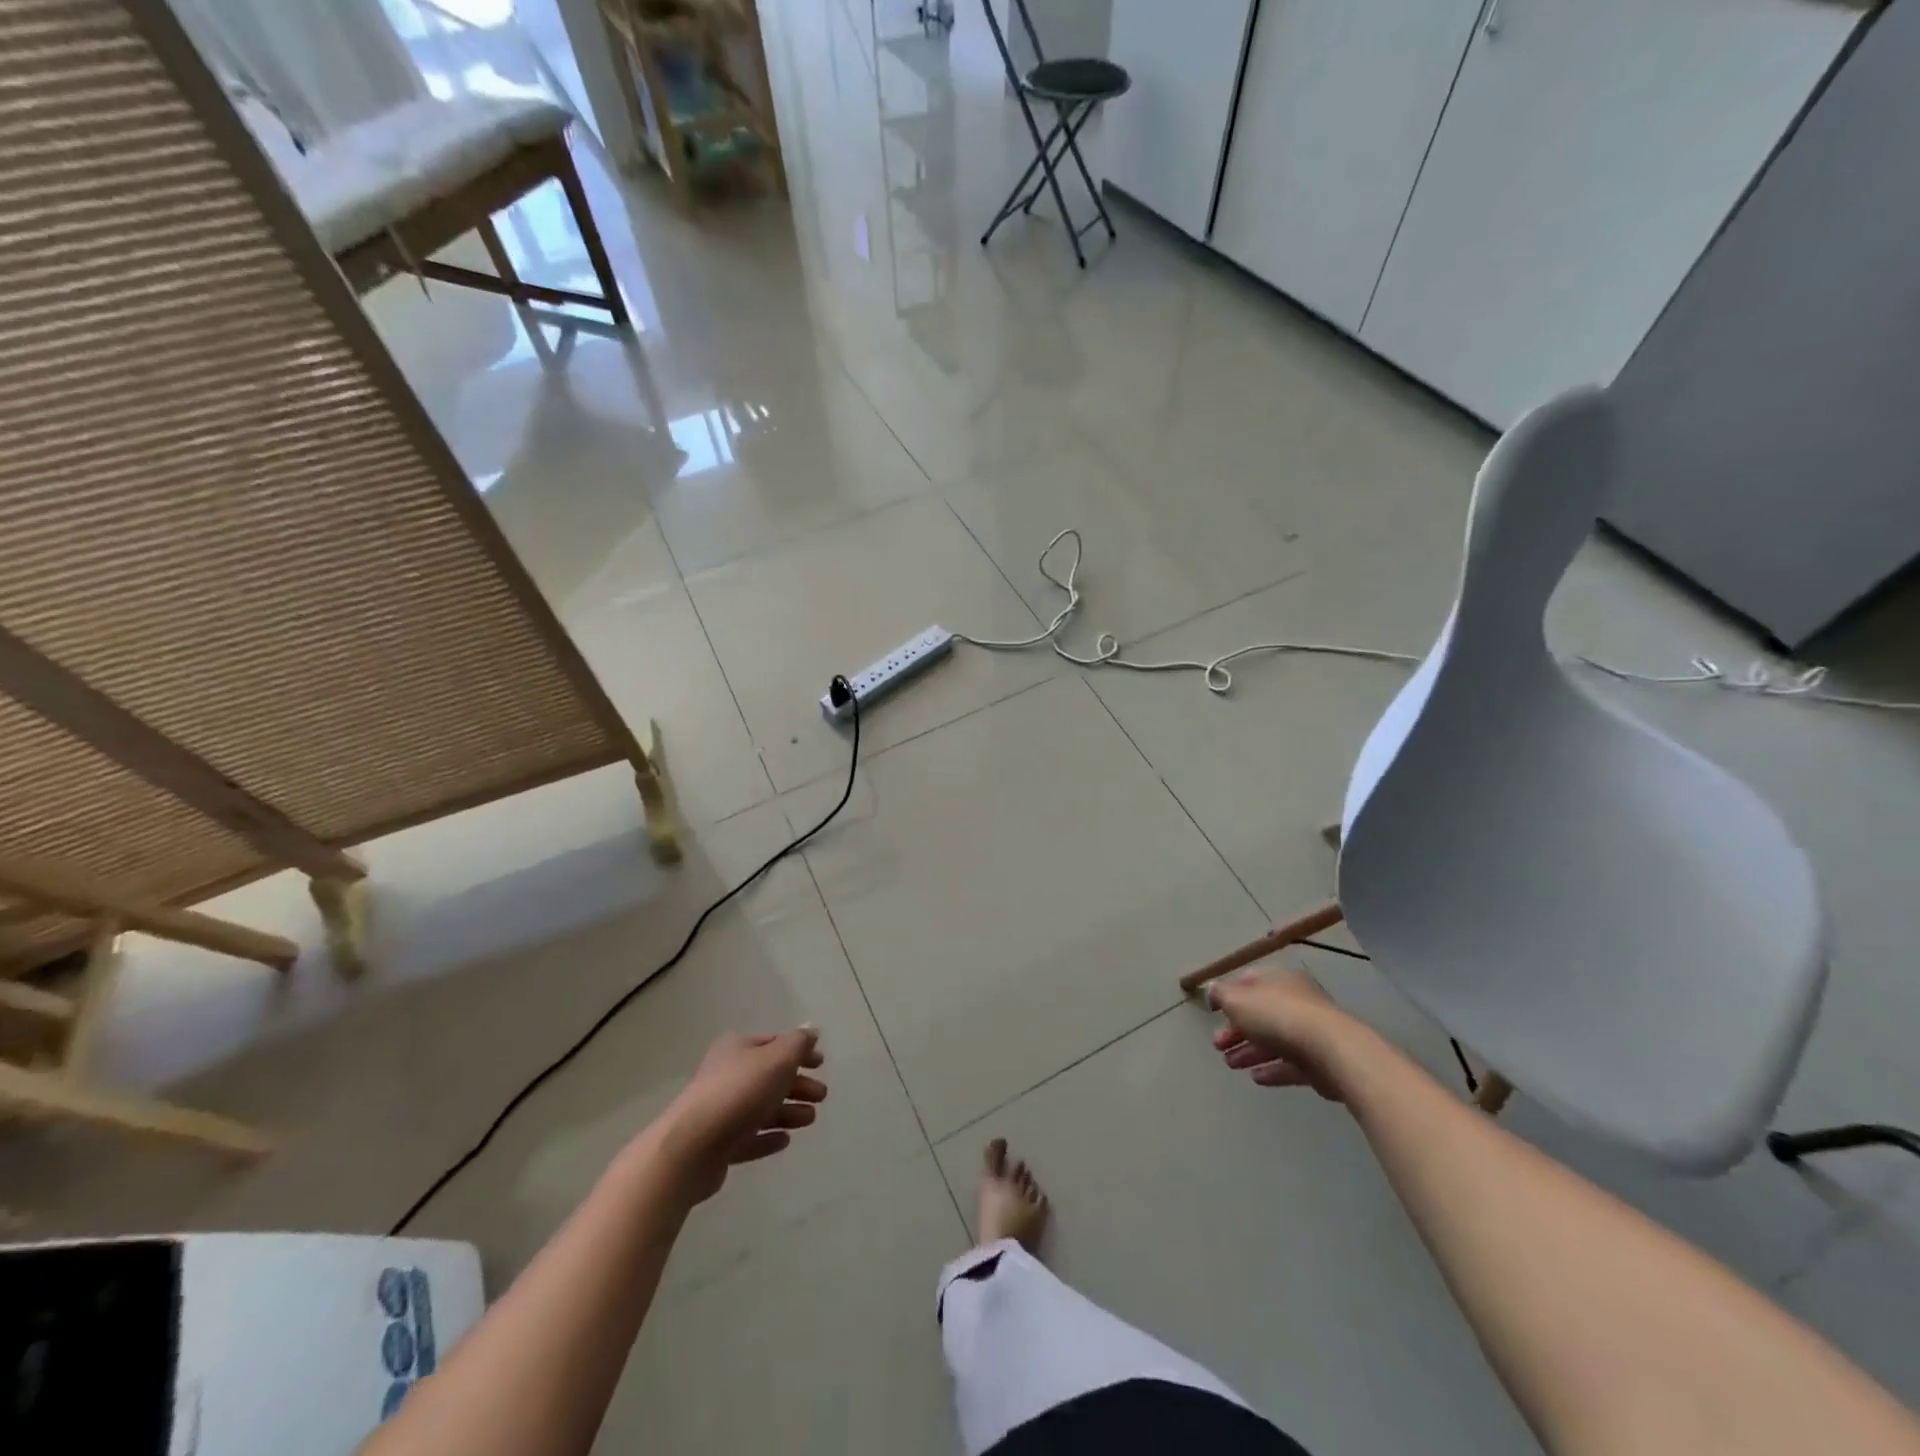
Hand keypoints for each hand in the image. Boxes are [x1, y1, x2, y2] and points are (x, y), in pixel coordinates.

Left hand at [657, 1027, 826, 1203]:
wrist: (692, 1146)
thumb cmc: (740, 1092)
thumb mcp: (777, 1059)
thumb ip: (798, 1044)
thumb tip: (811, 1029)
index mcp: (737, 1048)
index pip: (775, 1043)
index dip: (800, 1051)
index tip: (822, 1063)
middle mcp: (727, 1074)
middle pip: (770, 1077)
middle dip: (797, 1084)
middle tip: (821, 1096)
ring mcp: (720, 1110)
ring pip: (761, 1107)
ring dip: (787, 1111)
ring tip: (809, 1120)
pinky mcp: (717, 1144)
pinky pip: (748, 1137)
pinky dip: (767, 1137)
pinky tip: (784, 1141)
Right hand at [1209, 969, 1351, 1102]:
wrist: (1330, 1052)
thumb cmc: (1278, 1016)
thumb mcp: (1237, 999)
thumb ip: (1221, 994)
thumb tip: (1212, 991)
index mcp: (1279, 980)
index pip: (1250, 982)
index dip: (1229, 995)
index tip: (1214, 1012)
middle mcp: (1296, 1001)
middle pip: (1261, 1014)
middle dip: (1236, 1030)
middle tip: (1218, 1045)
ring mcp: (1310, 1032)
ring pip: (1274, 1040)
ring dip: (1250, 1051)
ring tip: (1230, 1064)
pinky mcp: (1320, 1062)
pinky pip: (1290, 1064)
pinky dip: (1272, 1069)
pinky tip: (1256, 1078)